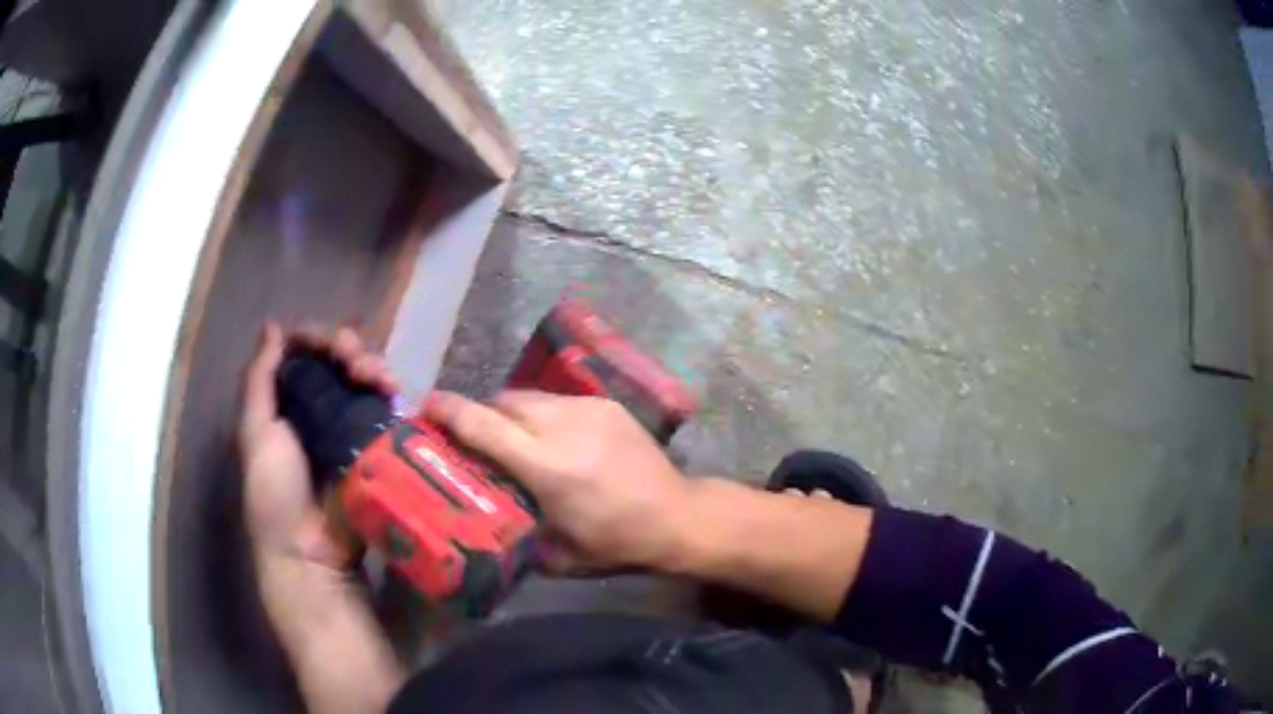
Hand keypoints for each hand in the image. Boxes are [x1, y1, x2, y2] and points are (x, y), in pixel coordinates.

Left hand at [239, 323, 395, 561]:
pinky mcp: (374, 446)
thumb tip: (272, 325)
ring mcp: (348, 426)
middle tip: (357, 364)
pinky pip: (384, 408)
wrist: (312, 551)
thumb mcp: (254, 434)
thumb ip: (260, 379)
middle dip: (349, 348)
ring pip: (363, 376)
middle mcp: (316, 406)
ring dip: (373, 365)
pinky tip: (393, 393)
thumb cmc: (274, 494)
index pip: (303, 350)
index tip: (330, 347)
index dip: (318, 338)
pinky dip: (389, 393)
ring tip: (380, 380)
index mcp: (284, 400)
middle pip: (336, 356)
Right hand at [424, 390, 695, 572]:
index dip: (449, 411)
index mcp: (547, 466)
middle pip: (503, 402)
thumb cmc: (616, 543)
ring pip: (530, 396)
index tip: (425, 406)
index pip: (483, 425)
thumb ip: (514, 533)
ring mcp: (588, 410)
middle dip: (480, 413)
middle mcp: (563, 427)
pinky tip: (553, 439)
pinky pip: (558, 401)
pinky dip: (543, 415)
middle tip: (472, 436)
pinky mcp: (607, 405)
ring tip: (512, 439)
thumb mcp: (556, 555)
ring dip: (512, 413)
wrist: (677, 516)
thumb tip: (482, 522)